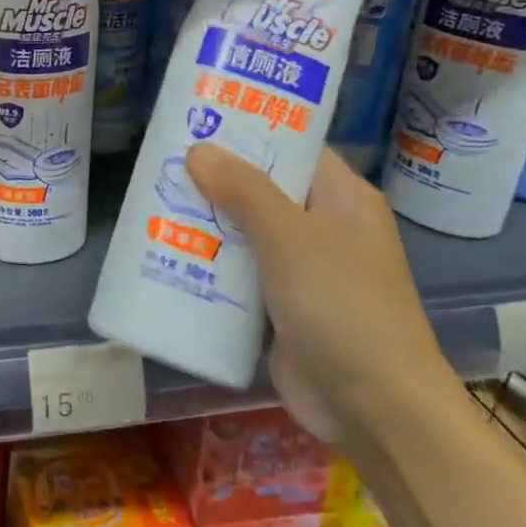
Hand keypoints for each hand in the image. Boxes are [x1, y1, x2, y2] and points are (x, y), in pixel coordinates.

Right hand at [183, 143, 457, 443]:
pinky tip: (168, 249)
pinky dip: (210, 260)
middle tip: (161, 160)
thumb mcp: (290, 237)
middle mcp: (323, 226)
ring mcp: (302, 268)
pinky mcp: (281, 304)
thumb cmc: (341, 306)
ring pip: (246, 230)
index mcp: (341, 198)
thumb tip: (198, 149)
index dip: (250, 130)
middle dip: (214, 177)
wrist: (372, 408)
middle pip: (262, 188)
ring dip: (206, 220)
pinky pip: (239, 270)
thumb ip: (244, 190)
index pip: (293, 146)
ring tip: (153, 198)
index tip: (199, 118)